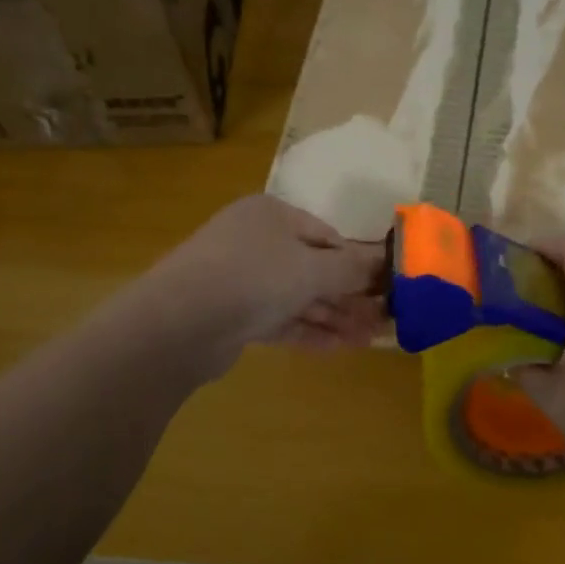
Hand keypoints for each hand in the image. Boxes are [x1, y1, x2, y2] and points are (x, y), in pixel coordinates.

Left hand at [133, 196, 386, 375]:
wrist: (179, 322)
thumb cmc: (253, 277)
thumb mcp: (312, 268)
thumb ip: (351, 269)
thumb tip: (384, 262)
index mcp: (272, 215)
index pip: (326, 235)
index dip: (358, 262)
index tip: (385, 287)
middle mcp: (256, 241)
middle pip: (313, 267)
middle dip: (348, 296)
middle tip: (382, 320)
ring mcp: (241, 279)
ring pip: (297, 296)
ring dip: (333, 316)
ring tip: (369, 340)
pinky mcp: (232, 315)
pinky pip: (279, 319)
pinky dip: (307, 330)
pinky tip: (338, 348)